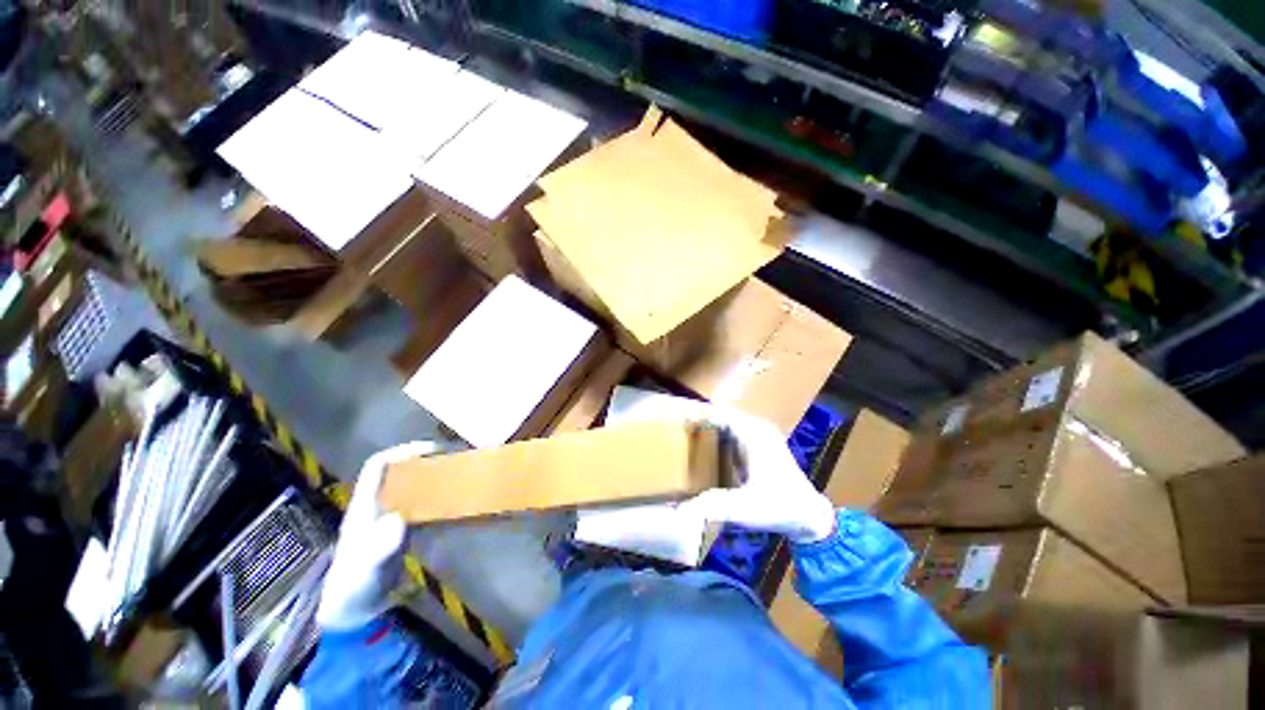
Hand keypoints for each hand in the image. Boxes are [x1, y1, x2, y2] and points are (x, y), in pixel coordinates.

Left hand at [316, 442, 436, 630]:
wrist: (355, 611)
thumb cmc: (356, 586)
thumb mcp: (367, 567)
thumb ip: (381, 545)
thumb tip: (400, 521)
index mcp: (364, 505)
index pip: (378, 465)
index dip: (403, 451)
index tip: (432, 449)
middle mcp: (377, 505)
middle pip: (398, 471)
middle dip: (423, 460)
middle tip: (453, 458)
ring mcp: (390, 517)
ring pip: (411, 486)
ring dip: (432, 477)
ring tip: (458, 474)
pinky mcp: (401, 530)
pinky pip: (420, 504)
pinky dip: (437, 498)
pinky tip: (453, 502)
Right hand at [680, 410, 835, 543]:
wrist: (811, 516)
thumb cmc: (780, 507)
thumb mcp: (745, 509)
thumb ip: (713, 507)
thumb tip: (679, 511)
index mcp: (752, 433)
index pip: (717, 413)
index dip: (695, 414)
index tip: (672, 420)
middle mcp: (756, 427)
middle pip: (721, 415)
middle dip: (699, 420)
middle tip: (674, 431)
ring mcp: (760, 434)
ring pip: (728, 422)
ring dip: (709, 427)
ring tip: (685, 437)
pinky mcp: (761, 444)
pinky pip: (734, 432)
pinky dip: (719, 435)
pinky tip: (707, 449)